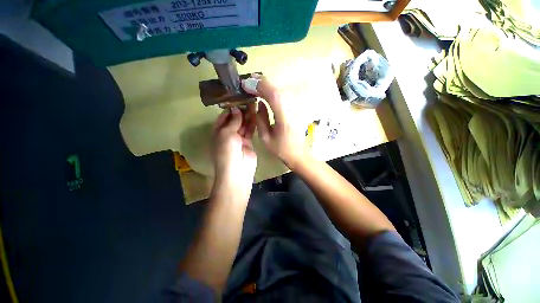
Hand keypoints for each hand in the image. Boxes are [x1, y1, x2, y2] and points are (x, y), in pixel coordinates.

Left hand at [212, 105, 256, 190]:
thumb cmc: (227, 151)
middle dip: (241, 111)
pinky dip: (253, 124)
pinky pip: (250, 131)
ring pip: (244, 125)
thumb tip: (236, 109)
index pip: (224, 117)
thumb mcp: (226, 134)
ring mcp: (239, 139)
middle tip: (249, 100)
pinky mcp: (248, 143)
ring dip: (248, 116)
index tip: (239, 98)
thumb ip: (232, 121)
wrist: (237, 171)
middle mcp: (228, 134)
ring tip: (254, 105)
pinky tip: (256, 115)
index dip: (231, 108)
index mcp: (218, 131)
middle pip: (235, 120)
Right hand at [241, 74, 306, 168]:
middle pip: (278, 90)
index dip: (260, 87)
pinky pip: (284, 96)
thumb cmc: (282, 149)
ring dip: (267, 85)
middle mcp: (292, 110)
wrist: (299, 154)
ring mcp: (296, 109)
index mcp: (284, 119)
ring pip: (281, 91)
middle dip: (262, 83)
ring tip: (254, 83)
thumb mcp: (266, 138)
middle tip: (248, 81)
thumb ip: (260, 120)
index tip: (247, 84)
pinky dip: (273, 91)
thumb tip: (258, 104)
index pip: (274, 96)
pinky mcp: (297, 109)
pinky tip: (265, 91)